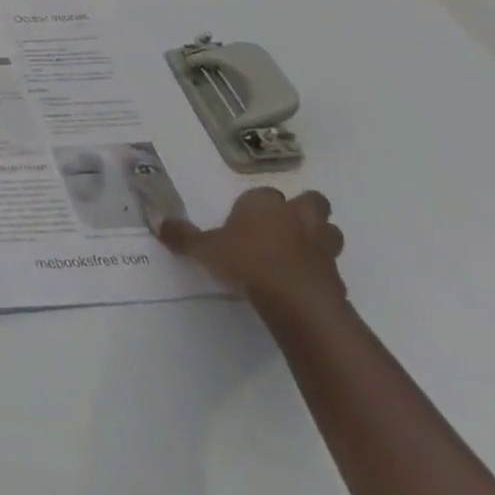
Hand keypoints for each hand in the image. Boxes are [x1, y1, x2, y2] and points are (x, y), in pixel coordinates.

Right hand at [158, 187, 346, 317]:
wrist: (296, 301)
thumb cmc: (247, 262)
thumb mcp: (205, 249)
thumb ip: (184, 236)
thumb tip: (158, 224)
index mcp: (264, 204)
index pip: (264, 193)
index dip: (257, 205)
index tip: (245, 219)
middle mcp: (296, 217)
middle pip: (311, 202)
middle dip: (303, 210)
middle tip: (283, 226)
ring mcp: (321, 246)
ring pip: (329, 230)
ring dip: (319, 237)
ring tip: (298, 251)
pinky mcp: (336, 276)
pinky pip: (330, 265)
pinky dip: (320, 270)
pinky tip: (303, 282)